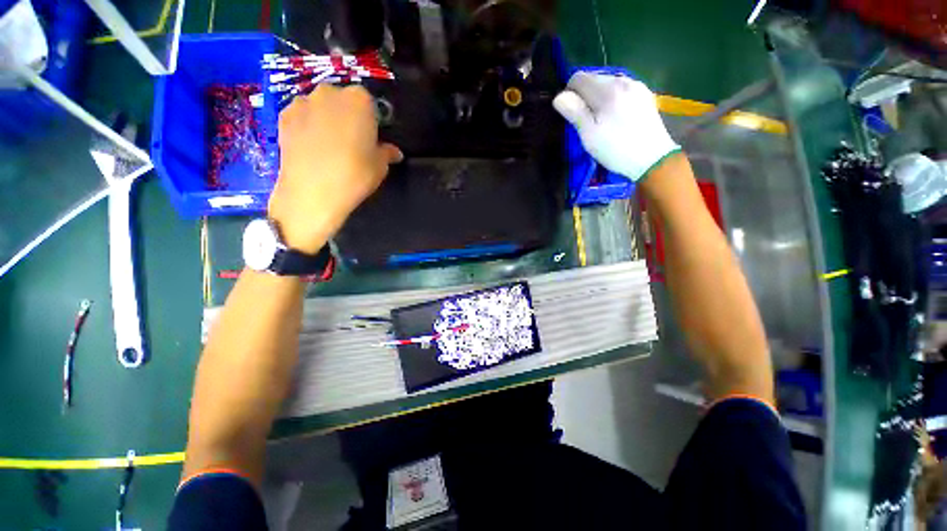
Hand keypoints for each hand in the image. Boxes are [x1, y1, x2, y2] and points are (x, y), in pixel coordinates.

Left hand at [269, 85, 402, 252]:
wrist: (313, 191)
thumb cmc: (355, 175)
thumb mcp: (380, 167)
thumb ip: (387, 153)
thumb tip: (393, 152)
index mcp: (359, 100)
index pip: (369, 103)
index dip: (370, 121)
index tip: (370, 138)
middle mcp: (330, 93)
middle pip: (342, 100)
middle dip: (347, 116)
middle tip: (351, 142)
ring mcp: (303, 102)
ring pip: (320, 107)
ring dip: (325, 119)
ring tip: (328, 147)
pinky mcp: (283, 116)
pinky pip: (301, 116)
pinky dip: (307, 126)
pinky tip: (310, 148)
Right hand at [553, 72, 679, 180]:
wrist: (652, 158)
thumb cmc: (616, 149)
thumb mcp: (589, 135)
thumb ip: (574, 112)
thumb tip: (559, 96)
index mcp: (607, 90)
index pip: (578, 78)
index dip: (569, 94)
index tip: (571, 114)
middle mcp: (622, 80)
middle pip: (593, 78)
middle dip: (584, 95)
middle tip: (584, 121)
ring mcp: (636, 85)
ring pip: (607, 83)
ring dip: (597, 97)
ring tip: (599, 120)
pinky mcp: (644, 94)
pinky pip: (620, 88)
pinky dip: (611, 98)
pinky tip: (614, 116)